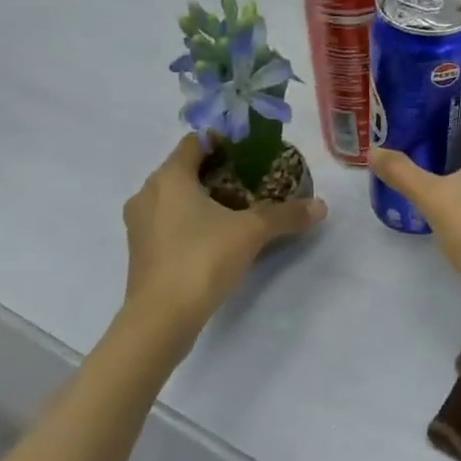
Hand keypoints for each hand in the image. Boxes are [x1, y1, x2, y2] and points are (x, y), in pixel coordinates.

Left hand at [121, 135, 325, 335]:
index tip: (252, 151)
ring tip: (238, 207)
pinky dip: (191, 219)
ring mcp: (139, 224)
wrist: (160, 320)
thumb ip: (286, 214)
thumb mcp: (252, 232)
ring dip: (203, 196)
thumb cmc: (202, 259)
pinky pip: (169, 221)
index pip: (196, 141)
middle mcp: (148, 193)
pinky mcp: (141, 250)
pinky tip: (217, 235)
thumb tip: (321, 206)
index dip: (224, 140)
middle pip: (186, 168)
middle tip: (252, 178)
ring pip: (175, 196)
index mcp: (170, 177)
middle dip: (218, 170)